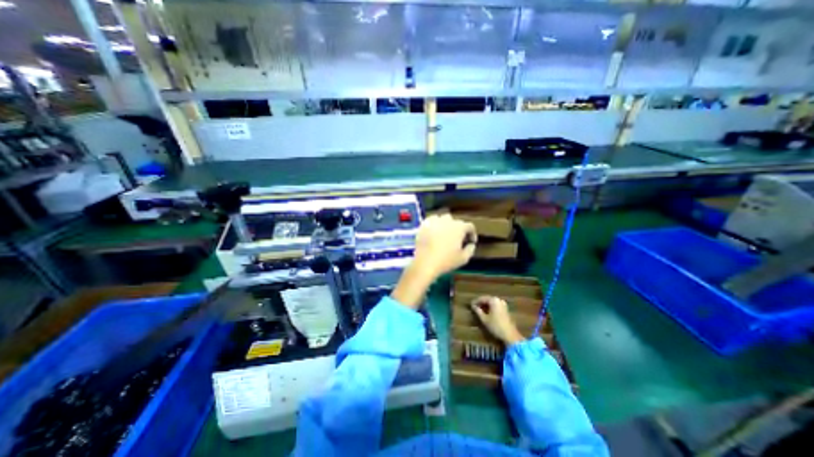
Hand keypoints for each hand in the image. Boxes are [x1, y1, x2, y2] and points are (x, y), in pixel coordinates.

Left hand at [414, 214, 477, 277]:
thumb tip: (471, 244)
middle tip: (457, 239)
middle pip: (456, 222)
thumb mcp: (463, 258)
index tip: (470, 241)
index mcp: (459, 227)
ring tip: (445, 234)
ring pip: (443, 219)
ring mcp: (435, 221)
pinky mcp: (424, 224)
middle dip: (459, 229)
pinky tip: (434, 232)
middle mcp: (448, 220)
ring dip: (446, 225)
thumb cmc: (446, 261)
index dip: (472, 234)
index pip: (470, 226)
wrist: (425, 262)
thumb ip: (470, 249)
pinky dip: (435, 224)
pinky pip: (431, 220)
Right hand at [471, 296, 528, 345]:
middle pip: (487, 299)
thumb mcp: (484, 319)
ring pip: (491, 302)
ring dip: (485, 305)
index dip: (475, 302)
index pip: (482, 298)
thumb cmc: (495, 326)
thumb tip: (473, 306)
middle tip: (474, 307)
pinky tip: (486, 312)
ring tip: (479, 310)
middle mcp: (499, 300)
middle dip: (480, 303)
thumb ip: (477, 311)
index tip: (470, 305)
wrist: (510, 335)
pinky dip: (490, 307)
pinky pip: (495, 305)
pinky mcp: (505, 309)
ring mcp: (503, 304)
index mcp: (493, 300)